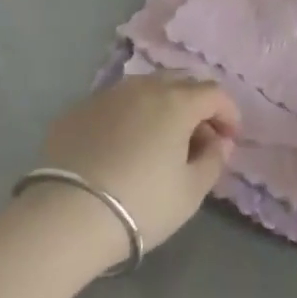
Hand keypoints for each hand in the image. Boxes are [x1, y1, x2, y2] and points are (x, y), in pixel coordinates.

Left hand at [35, 74, 239, 253]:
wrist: (67, 216)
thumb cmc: (141, 204)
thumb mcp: (191, 191)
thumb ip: (214, 160)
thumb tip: (220, 142)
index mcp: (176, 101)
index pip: (214, 93)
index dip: (228, 113)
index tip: (230, 139)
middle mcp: (143, 87)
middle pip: (180, 81)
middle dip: (196, 104)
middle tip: (198, 137)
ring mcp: (107, 95)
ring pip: (145, 88)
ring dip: (162, 106)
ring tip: (160, 139)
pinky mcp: (77, 110)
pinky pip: (115, 104)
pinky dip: (129, 116)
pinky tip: (123, 146)